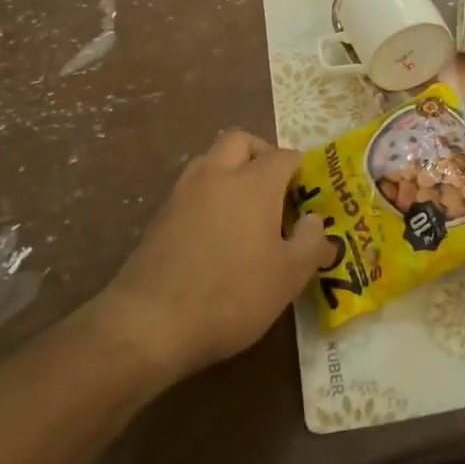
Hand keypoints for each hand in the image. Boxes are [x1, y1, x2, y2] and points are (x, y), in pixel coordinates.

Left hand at [90, 129, 325, 383]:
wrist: (150, 323)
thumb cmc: (232, 294)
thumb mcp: (288, 277)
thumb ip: (311, 243)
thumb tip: (314, 221)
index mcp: (254, 183)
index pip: (283, 156)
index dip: (300, 169)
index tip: (307, 193)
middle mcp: (217, 175)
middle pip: (240, 141)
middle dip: (260, 153)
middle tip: (274, 186)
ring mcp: (183, 193)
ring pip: (210, 160)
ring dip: (230, 170)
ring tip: (245, 208)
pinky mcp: (159, 216)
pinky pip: (191, 189)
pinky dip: (208, 195)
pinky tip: (215, 233)